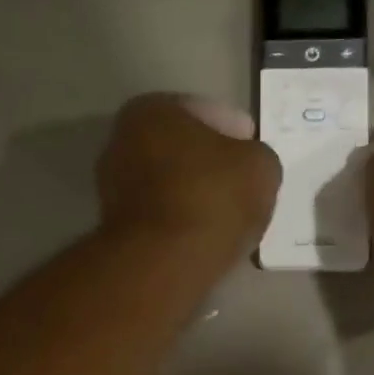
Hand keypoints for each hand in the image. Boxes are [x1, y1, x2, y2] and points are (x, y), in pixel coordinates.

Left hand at [98, 94, 280, 252]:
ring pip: (170, 185)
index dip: (237, 133)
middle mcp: (121, 142)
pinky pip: (162, 217)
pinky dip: (182, 222)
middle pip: (182, 150)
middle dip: (210, 164)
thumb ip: (256, 157)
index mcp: (151, 111)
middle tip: (243, 185)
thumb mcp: (260, 166)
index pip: (205, 113)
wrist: (164, 263)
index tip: (253, 154)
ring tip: (228, 216)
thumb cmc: (212, 198)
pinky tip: (205, 236)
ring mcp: (113, 189)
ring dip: (195, 196)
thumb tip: (248, 166)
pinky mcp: (117, 230)